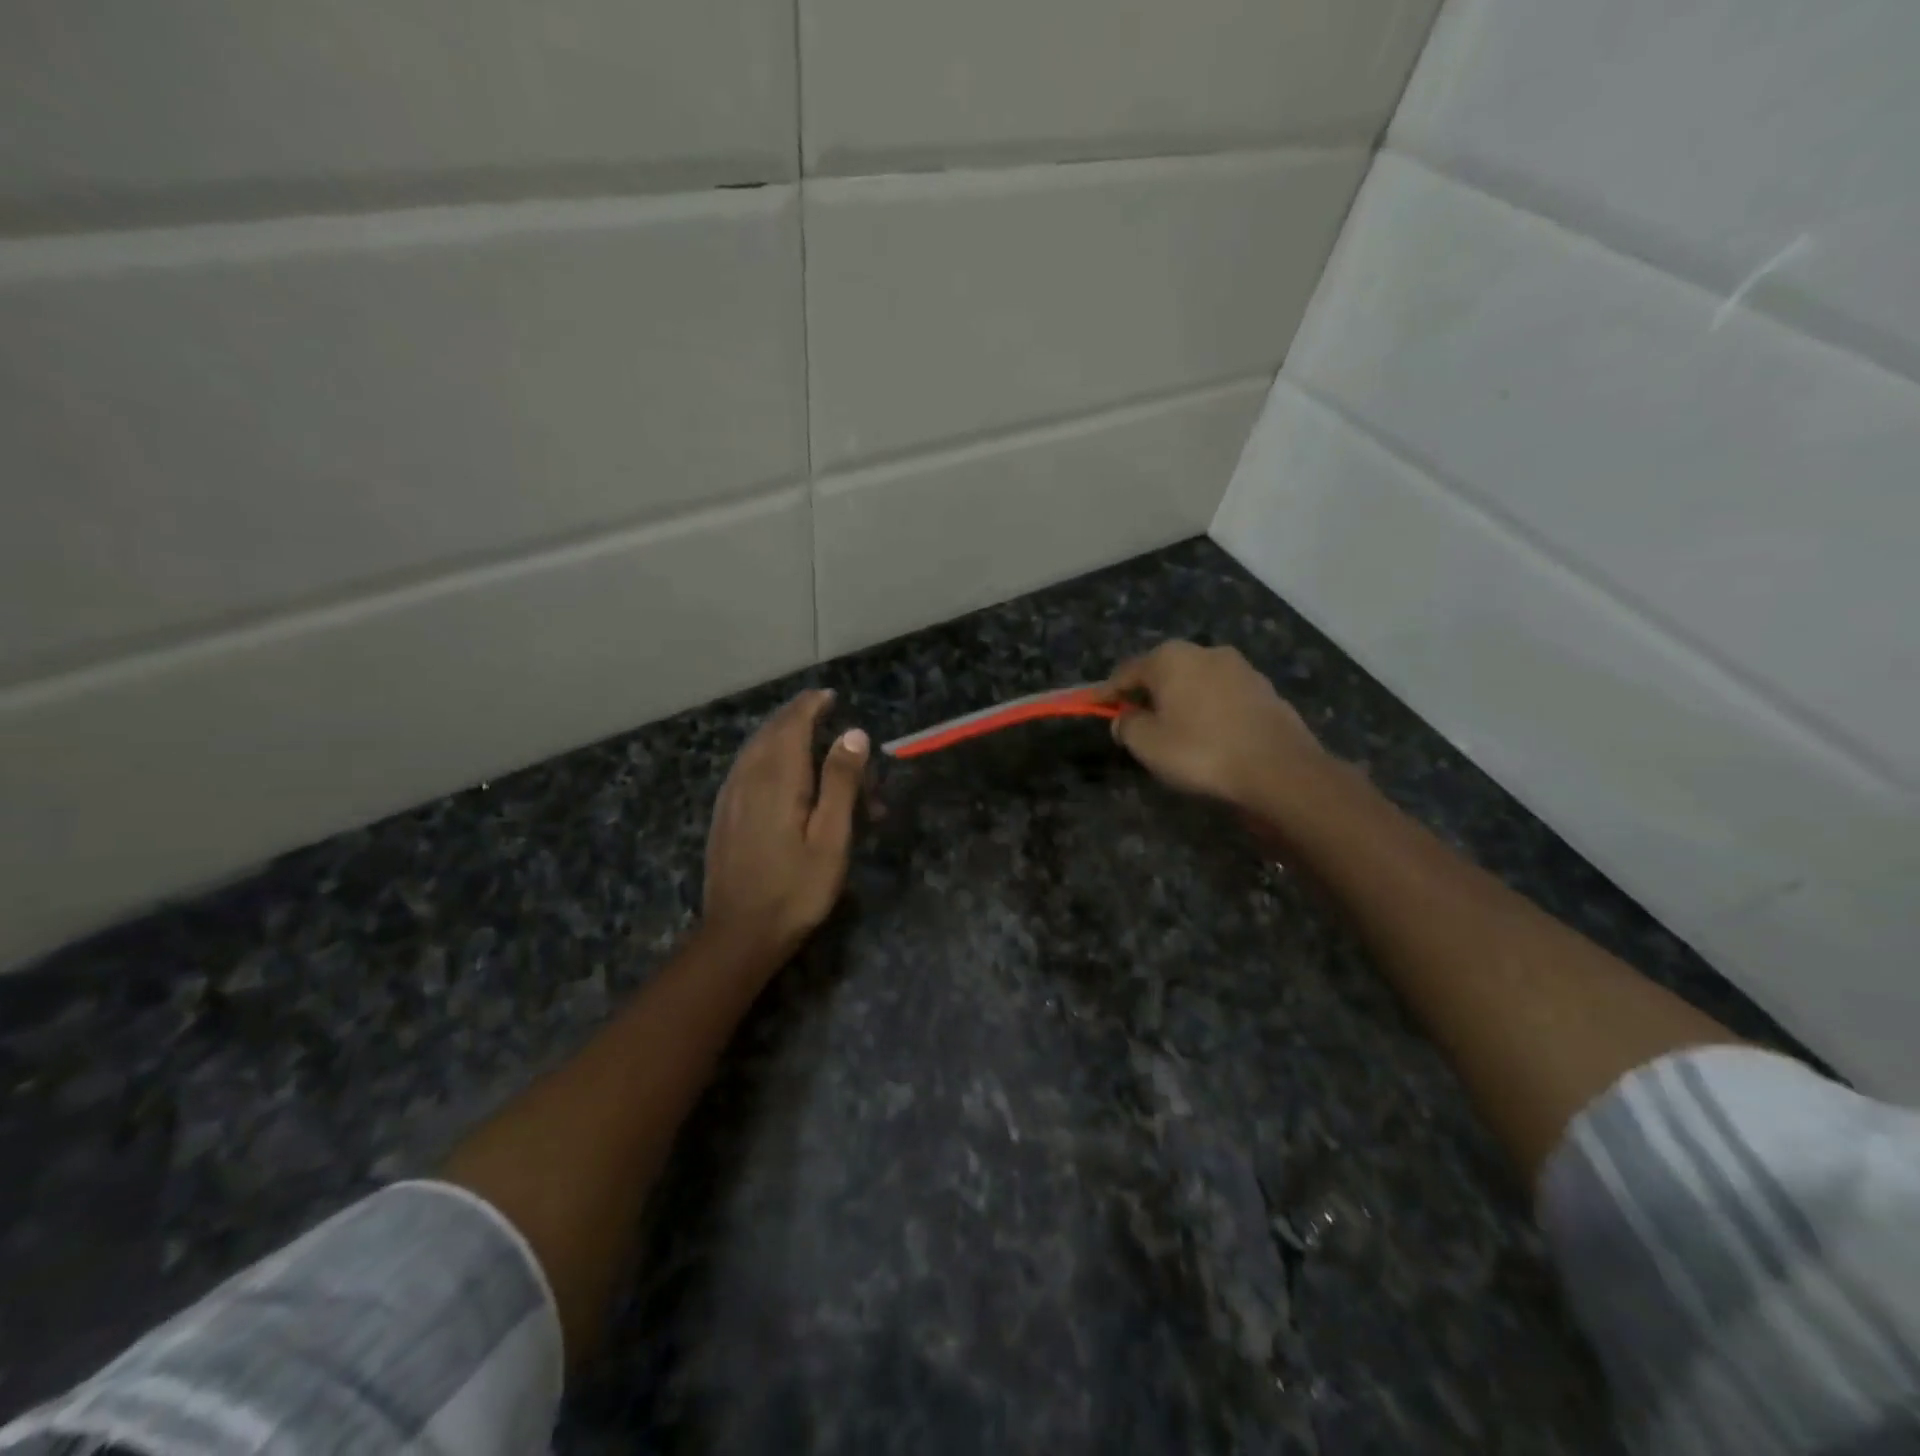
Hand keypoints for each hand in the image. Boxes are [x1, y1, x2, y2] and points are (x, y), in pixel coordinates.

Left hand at [702, 689, 868, 970]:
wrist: (739, 934)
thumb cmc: (796, 889)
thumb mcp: (831, 838)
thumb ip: (840, 782)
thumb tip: (854, 734)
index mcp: (777, 779)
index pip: (792, 725)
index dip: (810, 706)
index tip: (830, 695)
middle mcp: (747, 779)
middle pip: (770, 732)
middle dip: (797, 717)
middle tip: (824, 712)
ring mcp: (729, 797)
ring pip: (754, 748)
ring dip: (780, 734)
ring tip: (806, 735)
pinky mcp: (723, 815)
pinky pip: (744, 768)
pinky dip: (765, 755)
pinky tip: (778, 770)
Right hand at [1106, 642, 1326, 814]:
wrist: (1279, 769)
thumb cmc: (1201, 752)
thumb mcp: (1147, 744)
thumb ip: (1127, 725)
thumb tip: (1124, 717)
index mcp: (1171, 658)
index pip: (1126, 672)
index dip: (1107, 692)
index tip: (1093, 706)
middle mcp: (1205, 652)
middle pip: (1163, 672)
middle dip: (1147, 694)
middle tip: (1135, 721)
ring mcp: (1240, 668)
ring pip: (1196, 683)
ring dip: (1180, 701)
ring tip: (1173, 731)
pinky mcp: (1265, 690)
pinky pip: (1222, 698)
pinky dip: (1208, 711)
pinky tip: (1208, 735)